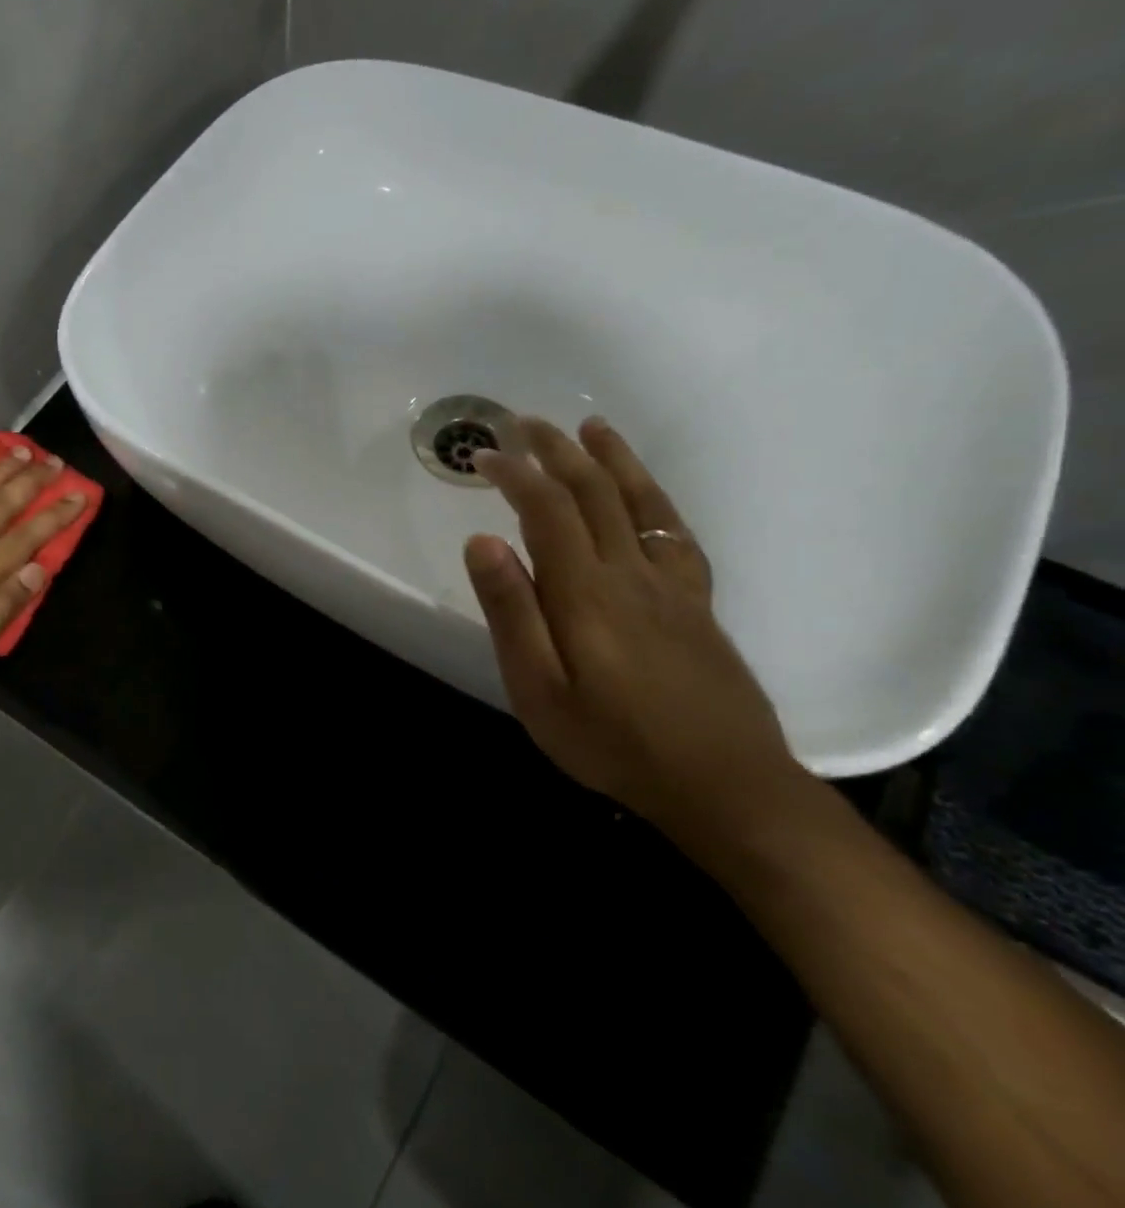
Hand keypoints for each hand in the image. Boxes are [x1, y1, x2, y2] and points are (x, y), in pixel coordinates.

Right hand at [465, 416, 806, 832]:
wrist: (724, 784)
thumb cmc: (613, 742)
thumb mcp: (539, 690)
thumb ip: (512, 612)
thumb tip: (482, 541)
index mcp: (586, 592)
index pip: (546, 510)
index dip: (515, 474)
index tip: (483, 455)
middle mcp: (632, 573)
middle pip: (594, 493)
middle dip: (557, 451)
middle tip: (524, 423)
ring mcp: (672, 585)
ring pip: (642, 503)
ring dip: (612, 459)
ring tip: (591, 428)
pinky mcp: (697, 603)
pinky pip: (677, 533)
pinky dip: (655, 499)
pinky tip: (646, 494)